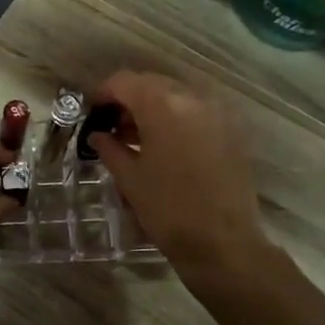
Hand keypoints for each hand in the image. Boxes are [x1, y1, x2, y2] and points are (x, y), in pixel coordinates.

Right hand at [85, 72, 265, 273]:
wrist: (223, 243)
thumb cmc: (167, 209)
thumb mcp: (129, 178)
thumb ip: (109, 148)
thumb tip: (98, 135)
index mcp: (162, 105)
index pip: (124, 81)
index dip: (103, 94)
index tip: (92, 113)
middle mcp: (192, 98)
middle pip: (152, 84)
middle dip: (129, 100)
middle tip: (112, 126)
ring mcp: (217, 113)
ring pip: (176, 96)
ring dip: (153, 108)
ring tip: (136, 138)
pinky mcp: (232, 130)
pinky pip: (197, 112)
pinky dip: (177, 119)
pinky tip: (165, 146)